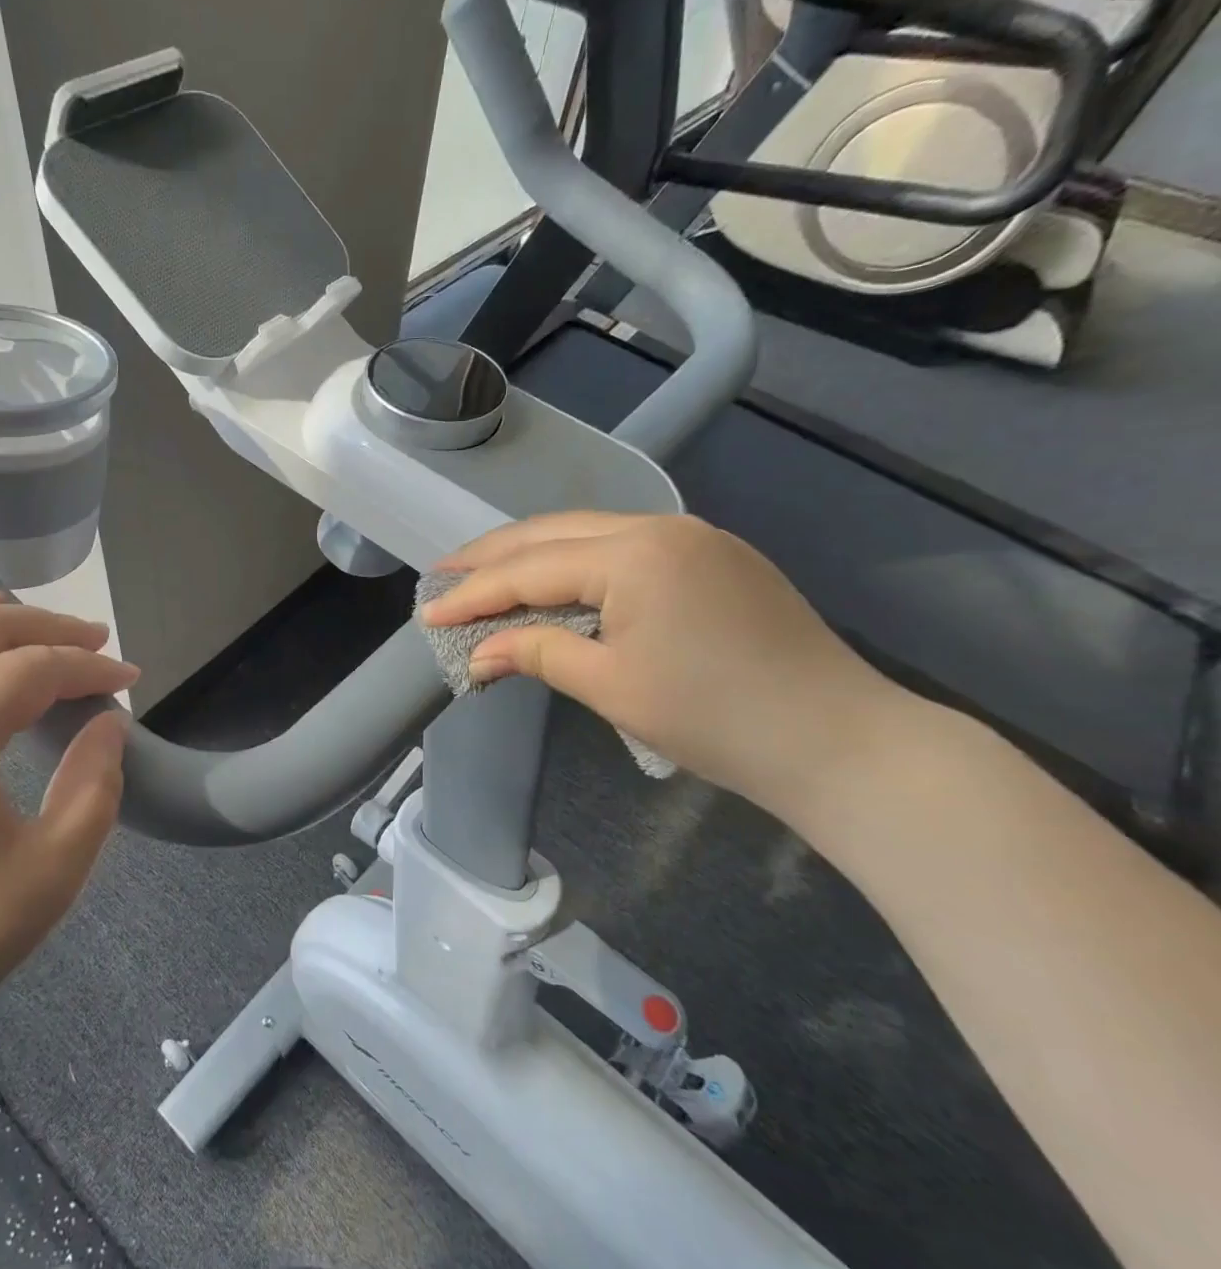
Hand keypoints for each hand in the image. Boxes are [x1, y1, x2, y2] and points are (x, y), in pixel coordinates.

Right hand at [421, 512, 906, 818]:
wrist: (841, 742)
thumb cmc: (715, 719)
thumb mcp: (611, 687)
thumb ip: (537, 652)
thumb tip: (479, 650)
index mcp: (634, 554)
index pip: (530, 569)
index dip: (473, 594)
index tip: (426, 612)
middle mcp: (661, 526)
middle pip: (553, 533)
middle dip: (492, 556)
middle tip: (442, 577)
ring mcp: (694, 537)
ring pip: (588, 534)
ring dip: (532, 554)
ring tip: (484, 575)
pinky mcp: (713, 557)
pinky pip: (624, 547)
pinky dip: (576, 563)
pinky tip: (554, 581)